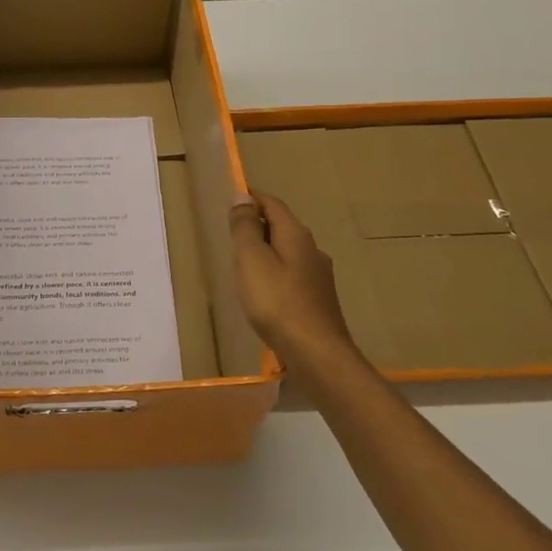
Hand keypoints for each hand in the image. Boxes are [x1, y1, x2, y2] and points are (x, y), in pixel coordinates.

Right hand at [228, 191, 367, 396]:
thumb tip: (242, 196)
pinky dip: (275, 271)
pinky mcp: (318, 300)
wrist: (316, 353)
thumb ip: (245, 227)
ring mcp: (319, 276)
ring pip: (289, 251)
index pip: (273, 204)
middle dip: (259, 223)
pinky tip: (264, 289)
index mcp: (296, 235)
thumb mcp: (251, 259)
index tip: (232, 198)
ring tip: (243, 260)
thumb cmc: (277, 302)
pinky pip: (292, 273)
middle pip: (283, 226)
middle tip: (232, 230)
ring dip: (267, 249)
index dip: (253, 197)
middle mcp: (312, 250)